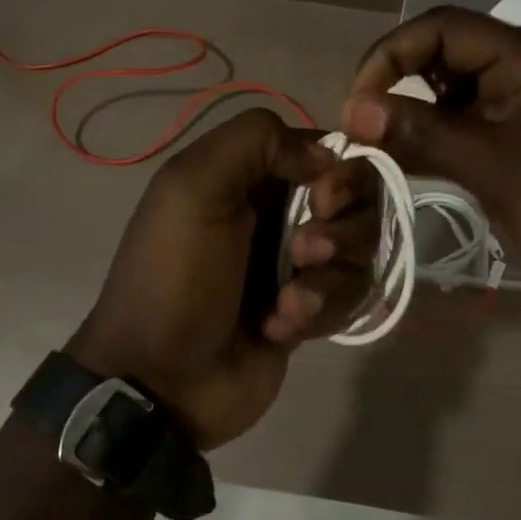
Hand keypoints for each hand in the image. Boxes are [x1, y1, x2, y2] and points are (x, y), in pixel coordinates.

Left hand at [68, 108, 377, 449]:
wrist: (161, 379)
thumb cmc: (174, 276)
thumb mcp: (192, 188)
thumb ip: (255, 140)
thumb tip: (326, 155)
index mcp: (251, 175)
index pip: (328, 150)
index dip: (341, 172)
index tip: (325, 198)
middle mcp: (280, 212)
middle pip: (357, 201)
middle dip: (341, 228)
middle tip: (304, 252)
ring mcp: (298, 263)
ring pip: (359, 251)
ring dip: (328, 277)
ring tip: (286, 303)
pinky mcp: (310, 309)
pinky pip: (349, 296)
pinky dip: (317, 311)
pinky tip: (277, 328)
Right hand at [340, 6, 520, 336]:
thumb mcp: (494, 167)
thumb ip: (422, 132)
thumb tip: (352, 109)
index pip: (444, 28)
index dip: (392, 54)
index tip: (357, 102)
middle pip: (444, 57)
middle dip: (397, 84)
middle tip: (360, 127)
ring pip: (449, 97)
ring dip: (410, 117)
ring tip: (372, 149)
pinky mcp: (518, 149)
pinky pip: (463, 130)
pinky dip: (430, 143)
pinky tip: (401, 164)